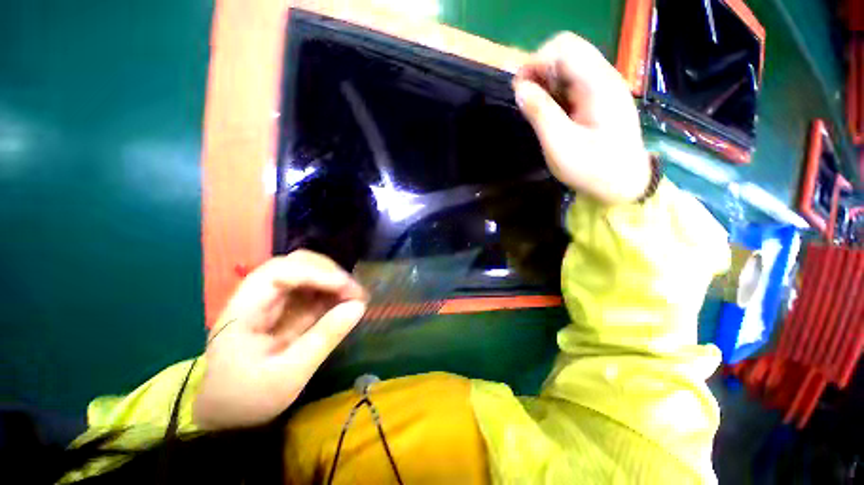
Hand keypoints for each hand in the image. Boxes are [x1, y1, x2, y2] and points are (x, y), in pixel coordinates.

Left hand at [194, 250, 366, 429]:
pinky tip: (345, 302)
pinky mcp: (286, 307)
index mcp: (245, 309)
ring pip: (307, 271)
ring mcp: (273, 299)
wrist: (227, 411)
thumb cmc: (249, 397)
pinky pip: (313, 289)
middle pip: (296, 263)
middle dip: (330, 272)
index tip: (347, 289)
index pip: (281, 272)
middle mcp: (258, 295)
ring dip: (334, 279)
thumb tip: (359, 306)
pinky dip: (332, 291)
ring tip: (355, 297)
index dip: (318, 273)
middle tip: (355, 293)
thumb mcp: (289, 375)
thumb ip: (324, 338)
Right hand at [514, 32, 651, 204]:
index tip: (518, 89)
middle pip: (567, 51)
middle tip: (525, 98)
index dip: (535, 62)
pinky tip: (551, 111)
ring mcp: (605, 86)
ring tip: (536, 107)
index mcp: (598, 85)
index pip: (563, 48)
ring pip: (569, 65)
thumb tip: (519, 88)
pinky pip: (574, 81)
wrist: (624, 183)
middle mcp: (604, 77)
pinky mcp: (601, 97)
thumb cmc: (592, 169)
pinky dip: (556, 90)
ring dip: (547, 81)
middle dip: (540, 69)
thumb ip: (540, 113)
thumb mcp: (560, 145)